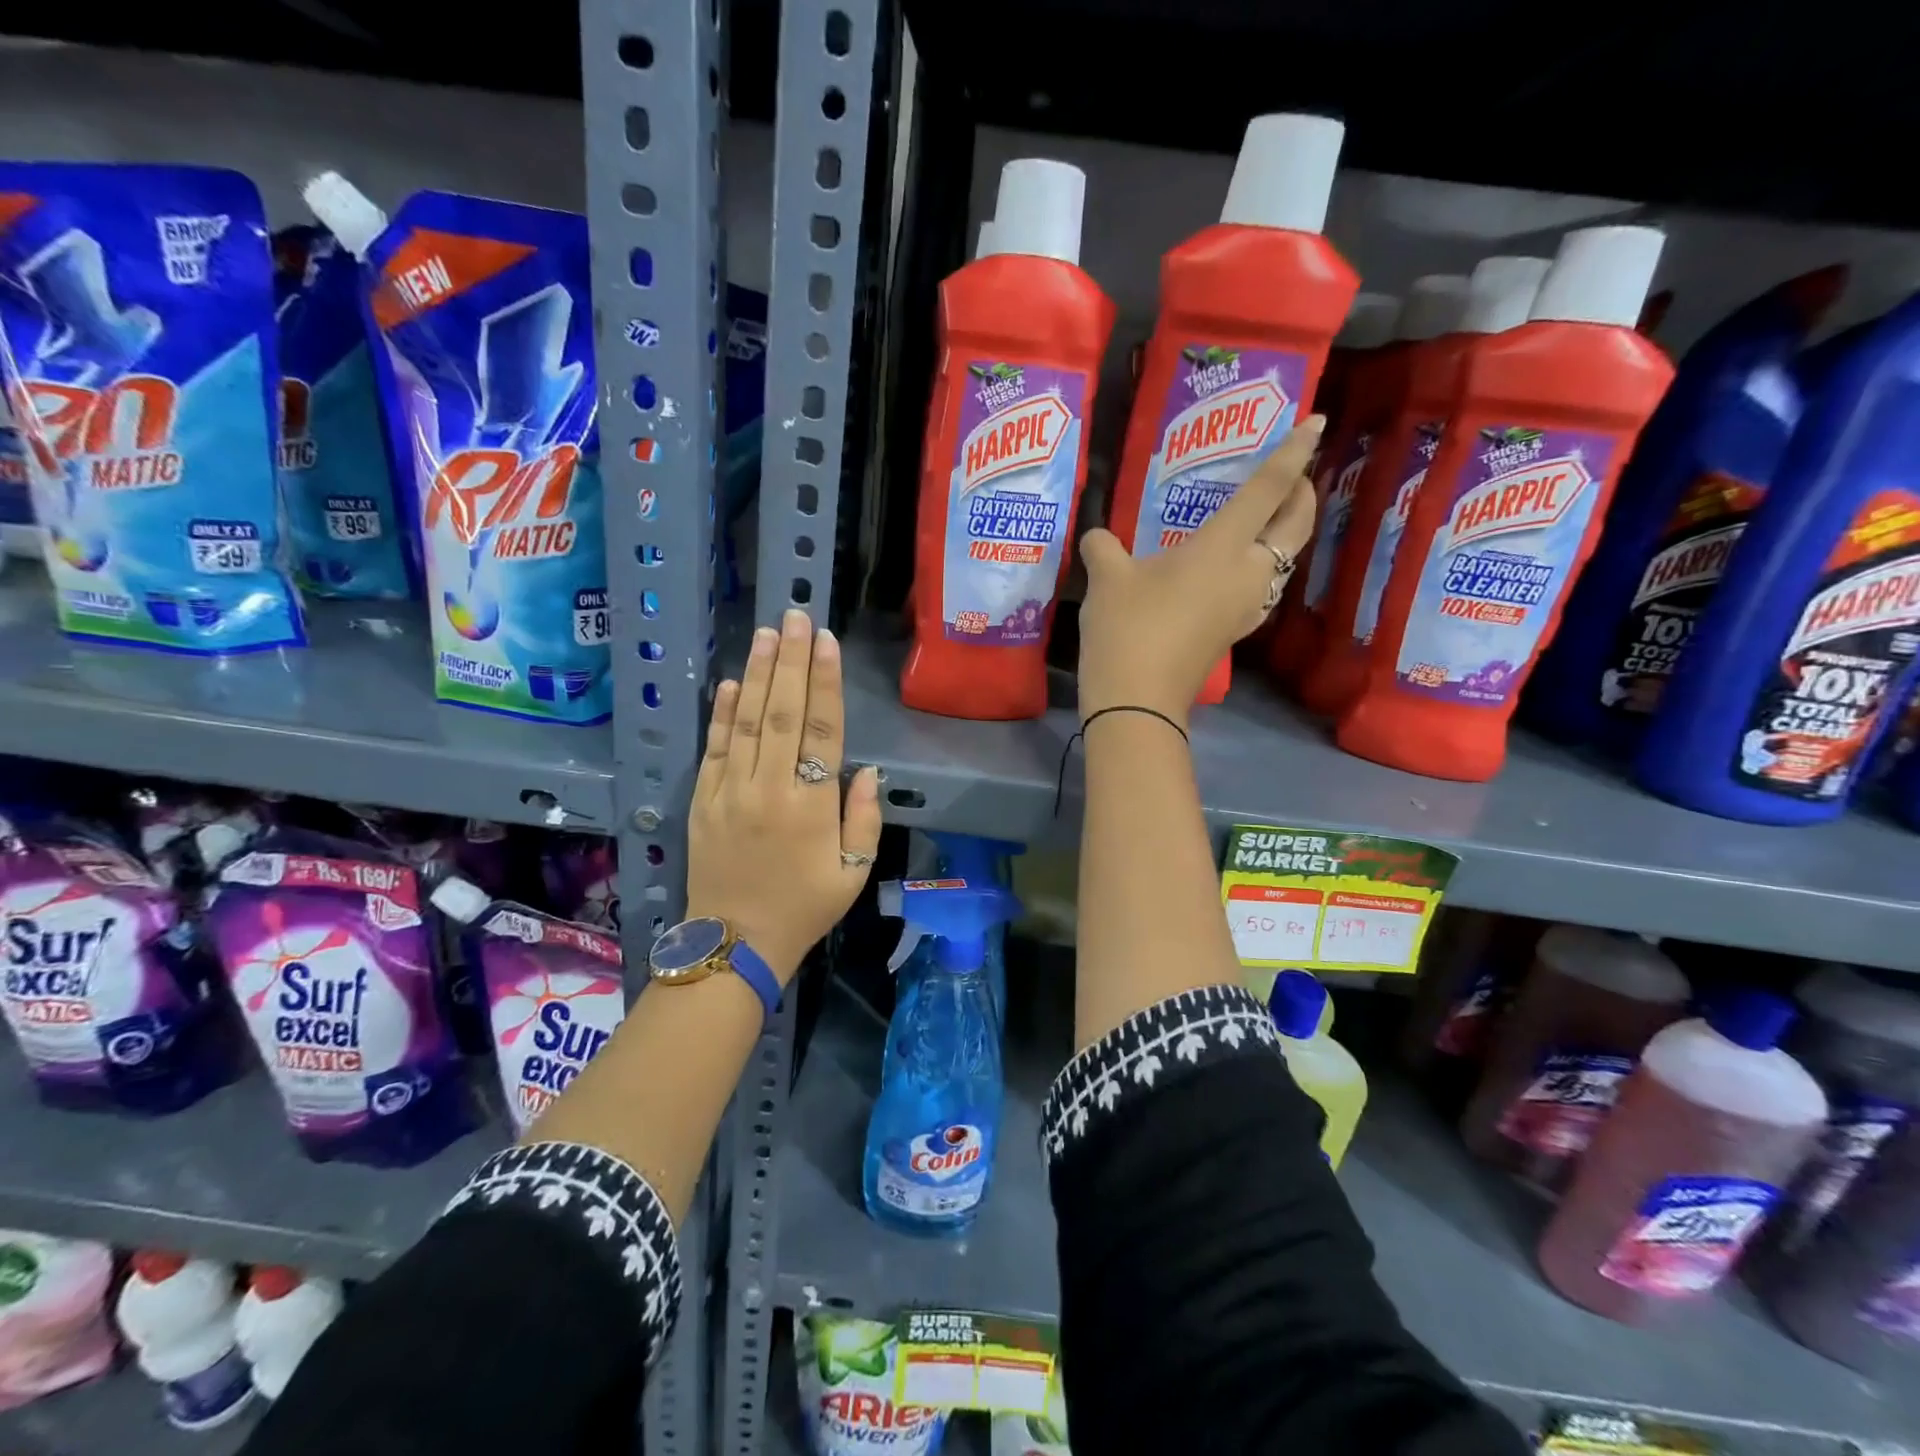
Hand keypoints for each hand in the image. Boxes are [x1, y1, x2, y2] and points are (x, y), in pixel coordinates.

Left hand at [686, 609, 881, 982]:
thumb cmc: (805, 908)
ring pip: (746, 721)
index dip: (824, 683)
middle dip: (791, 661)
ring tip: (767, 634)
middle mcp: (769, 788)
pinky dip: (722, 713)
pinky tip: (732, 682)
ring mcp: (730, 792)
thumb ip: (863, 818)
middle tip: (795, 617)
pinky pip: (713, 748)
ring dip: (758, 674)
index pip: (820, 730)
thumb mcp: (853, 871)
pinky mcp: (702, 801)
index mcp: (810, 806)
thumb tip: (864, 770)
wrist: (735, 943)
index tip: (825, 642)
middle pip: (781, 713)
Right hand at [1077, 416, 1322, 725]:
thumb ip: (1104, 547)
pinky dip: (1262, 563)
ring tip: (1266, 516)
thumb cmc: (1127, 629)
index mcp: (1222, 547)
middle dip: (1301, 494)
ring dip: (1285, 532)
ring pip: (1284, 558)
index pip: (1268, 489)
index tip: (1315, 421)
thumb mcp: (1106, 579)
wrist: (1138, 701)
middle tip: (1291, 476)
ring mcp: (1245, 606)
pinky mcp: (1233, 630)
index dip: (1292, 452)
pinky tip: (1235, 566)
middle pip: (1294, 526)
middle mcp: (1247, 573)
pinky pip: (1263, 585)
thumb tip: (1097, 537)